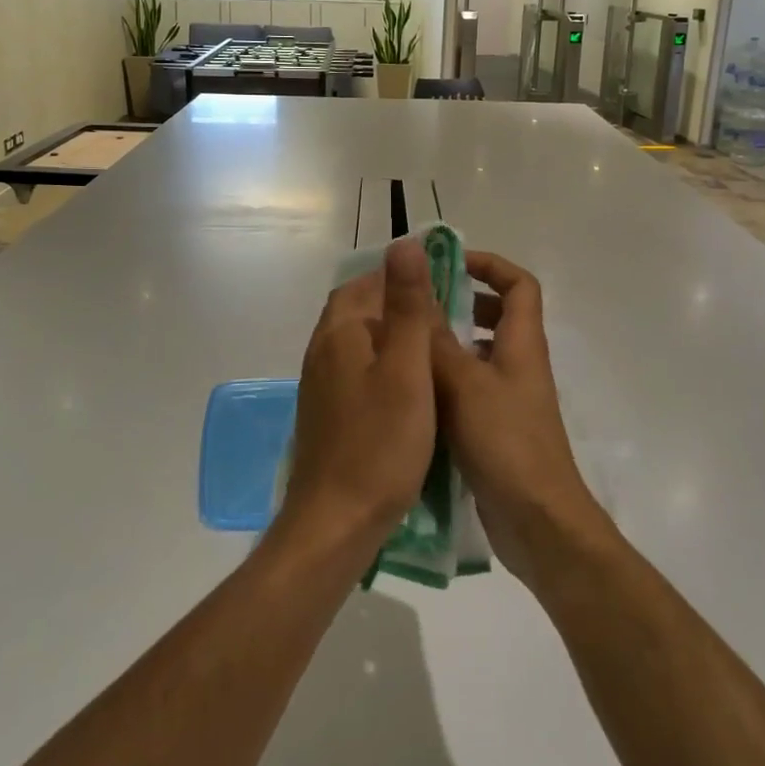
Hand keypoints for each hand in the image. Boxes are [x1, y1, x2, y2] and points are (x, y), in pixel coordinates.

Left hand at [280, 238, 440, 548]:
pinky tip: (409, 388)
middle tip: (444, 316)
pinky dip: (383, 366)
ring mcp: (320, 384)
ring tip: (434, 349)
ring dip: (391, 336)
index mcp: (339, 332)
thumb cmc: (380, 444)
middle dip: (397, 304)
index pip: (366, 282)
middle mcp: (322, 350)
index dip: (401, 277)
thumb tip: (405, 243)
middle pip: (359, 309)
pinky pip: (356, 371)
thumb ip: (408, 306)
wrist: (336, 521)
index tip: (442, 284)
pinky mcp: (327, 412)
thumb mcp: (407, 369)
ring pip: (358, 342)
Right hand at [431, 252, 611, 584]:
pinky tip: (411, 393)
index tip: (450, 263)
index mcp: (522, 344)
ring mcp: (508, 399)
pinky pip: (469, 390)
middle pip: (499, 316)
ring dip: (448, 344)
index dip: (491, 265)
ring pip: (479, 355)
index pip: (520, 284)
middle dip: (461, 302)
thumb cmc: (506, 443)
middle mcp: (519, 365)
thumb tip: (414, 293)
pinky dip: (444, 382)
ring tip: (404, 345)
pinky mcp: (495, 430)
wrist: (537, 522)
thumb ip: (437, 340)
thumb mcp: (464, 384)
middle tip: (417, 304)